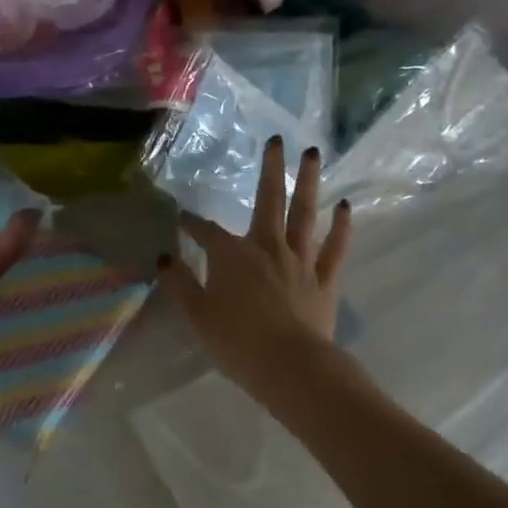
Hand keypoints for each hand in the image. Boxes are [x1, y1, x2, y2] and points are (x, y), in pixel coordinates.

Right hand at [159, 136, 352, 393]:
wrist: (290, 368)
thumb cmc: (237, 342)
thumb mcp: (197, 315)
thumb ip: (179, 284)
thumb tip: (163, 257)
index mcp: (233, 255)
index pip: (207, 232)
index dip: (192, 224)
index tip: (182, 218)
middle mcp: (267, 247)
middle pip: (269, 200)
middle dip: (270, 169)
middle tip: (277, 139)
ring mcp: (300, 260)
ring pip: (305, 214)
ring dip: (309, 182)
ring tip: (313, 153)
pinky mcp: (324, 279)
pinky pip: (334, 247)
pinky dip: (341, 226)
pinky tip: (344, 206)